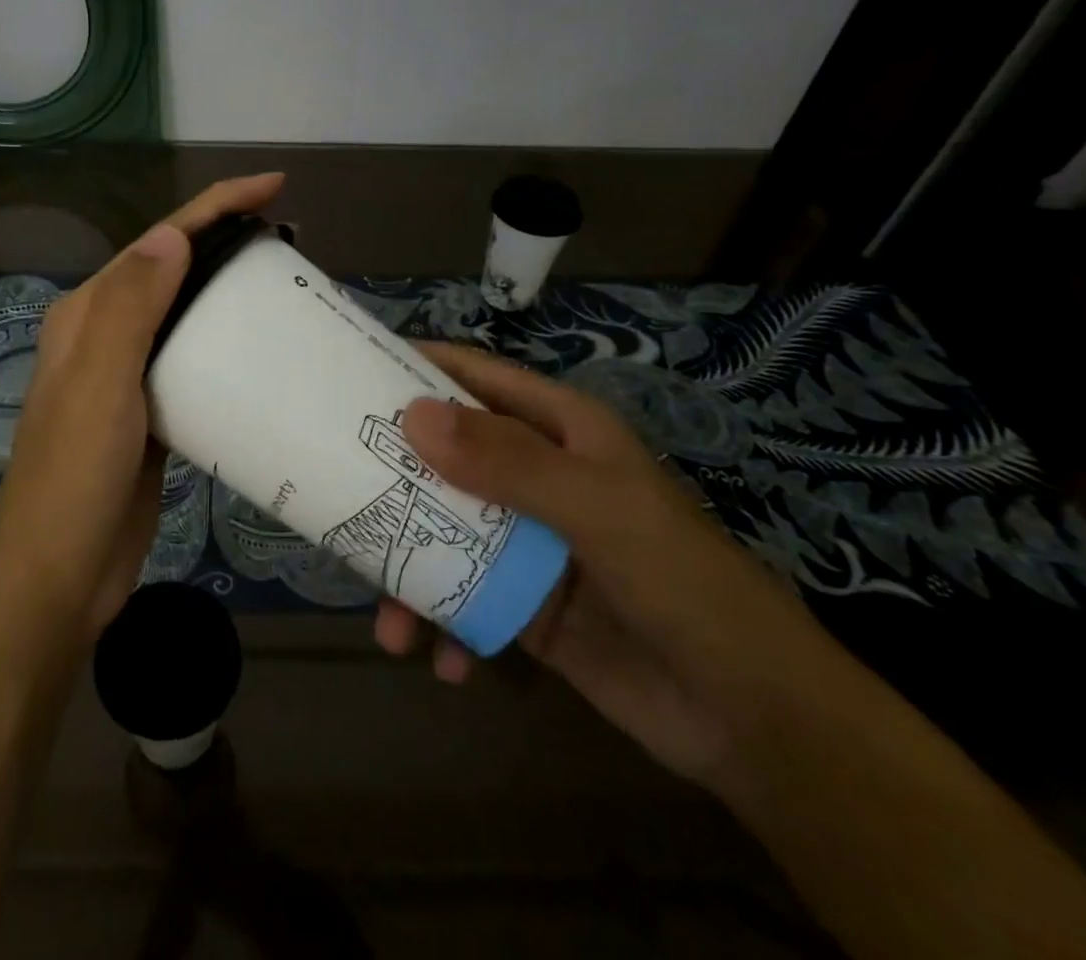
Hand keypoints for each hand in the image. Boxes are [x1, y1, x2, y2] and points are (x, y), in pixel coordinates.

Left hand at [0, 172, 285, 645]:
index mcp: (88, 314)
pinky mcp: (151, 414)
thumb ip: (131, 306)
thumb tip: (172, 234)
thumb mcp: (100, 383)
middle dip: (225, 242)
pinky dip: (224, 347)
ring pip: (185, 317)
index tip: (272, 187)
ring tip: (283, 282)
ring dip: (226, 294)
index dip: (213, 206)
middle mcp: (104, 335)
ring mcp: (127, 377)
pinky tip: (259, 350)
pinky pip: (193, 364)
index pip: (158, 242)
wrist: (59, 575)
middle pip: (173, 271)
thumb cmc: (75, 475)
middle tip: (288, 237)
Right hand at [375, 342, 850, 788]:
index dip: (421, 367)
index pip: (478, 379)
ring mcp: (528, 541)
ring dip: (408, 566)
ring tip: (385, 615)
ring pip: (445, 529)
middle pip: (448, 454)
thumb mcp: (596, 509)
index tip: (352, 369)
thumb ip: (507, 462)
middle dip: (394, 472)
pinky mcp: (524, 603)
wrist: (753, 718)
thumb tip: (413, 414)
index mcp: (560, 431)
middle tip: (333, 484)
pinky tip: (440, 660)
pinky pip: (463, 597)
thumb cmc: (680, 582)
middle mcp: (538, 475)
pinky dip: (443, 624)